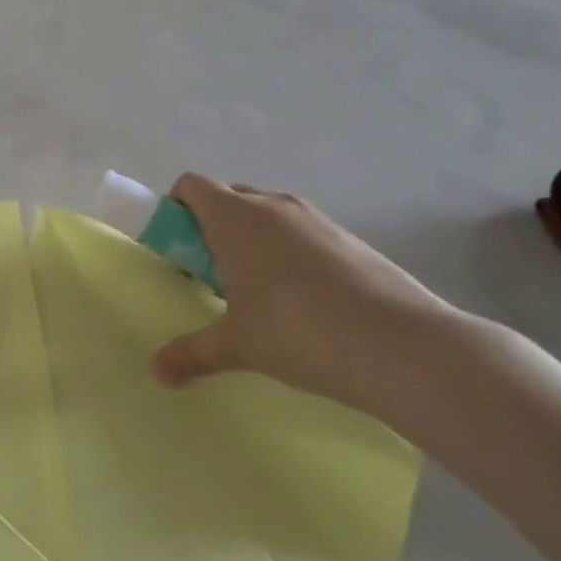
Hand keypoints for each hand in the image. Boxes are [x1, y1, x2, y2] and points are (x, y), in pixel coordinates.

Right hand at [150, 174, 458, 409]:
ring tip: (261, 289)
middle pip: (228, 196)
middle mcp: (272, 206)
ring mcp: (316, 219)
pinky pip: (304, 232)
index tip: (179, 248)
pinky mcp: (351, 238)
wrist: (403, 346)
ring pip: (269, 214)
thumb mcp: (237, 345)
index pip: (191, 186)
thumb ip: (192, 353)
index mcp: (233, 217)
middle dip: (214, 226)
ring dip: (255, 238)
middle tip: (214, 272)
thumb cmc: (298, 332)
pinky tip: (307, 300)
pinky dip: (292, 252)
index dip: (177, 209)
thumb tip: (158, 373)